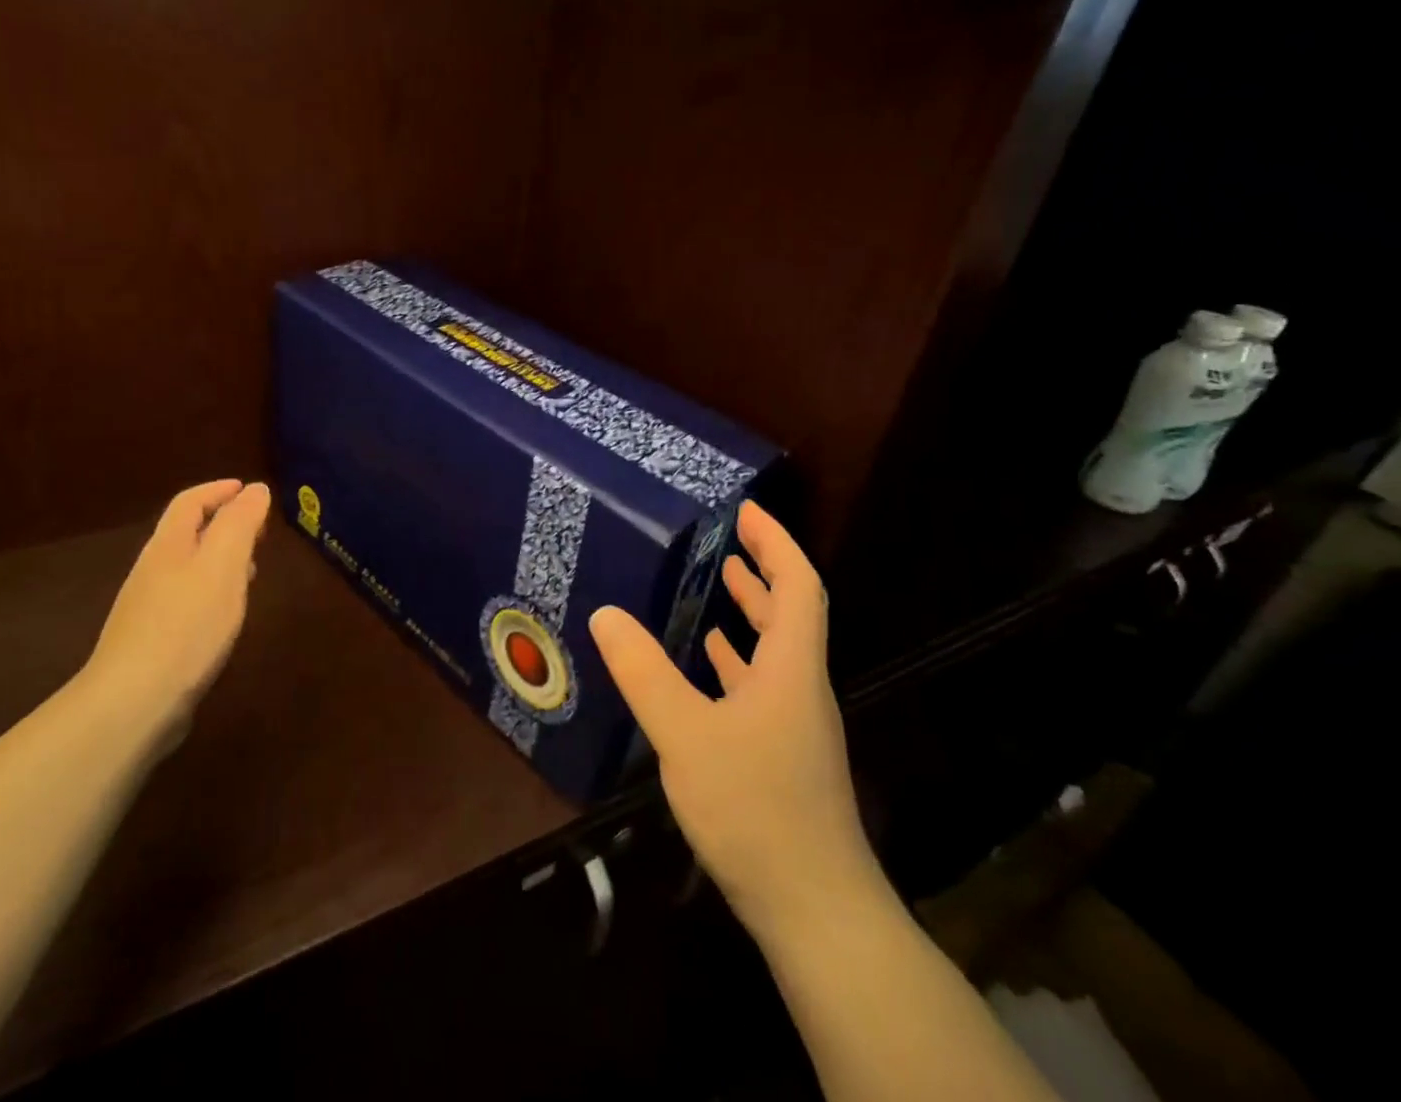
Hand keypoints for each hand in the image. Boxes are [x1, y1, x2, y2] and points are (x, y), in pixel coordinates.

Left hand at [78, 479, 271, 755]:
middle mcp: (154, 570)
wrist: (132, 703)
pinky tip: (226, 616)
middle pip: (188, 533)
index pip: (190, 502)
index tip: (249, 489)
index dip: (219, 490)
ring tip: (252, 569)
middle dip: (223, 523)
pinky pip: (187, 600)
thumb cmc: (186, 626)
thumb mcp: (222, 565)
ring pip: (189, 568)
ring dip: (221, 559)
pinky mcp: (153, 641)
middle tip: (259, 530)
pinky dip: (213, 592)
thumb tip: (254, 489)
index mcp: (168, 545)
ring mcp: (148, 608)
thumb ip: (239, 524)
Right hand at [589, 501, 873, 937]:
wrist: (815, 911)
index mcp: (791, 670)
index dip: (777, 543)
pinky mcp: (783, 757)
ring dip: (750, 615)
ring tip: (715, 586)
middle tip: (724, 540)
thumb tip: (606, 613)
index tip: (748, 510)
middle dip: (761, 571)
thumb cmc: (755, 809)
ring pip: (775, 653)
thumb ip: (643, 672)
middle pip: (791, 614)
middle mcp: (800, 690)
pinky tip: (707, 667)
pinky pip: (760, 688)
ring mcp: (795, 727)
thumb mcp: (685, 733)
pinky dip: (736, 662)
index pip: (799, 586)